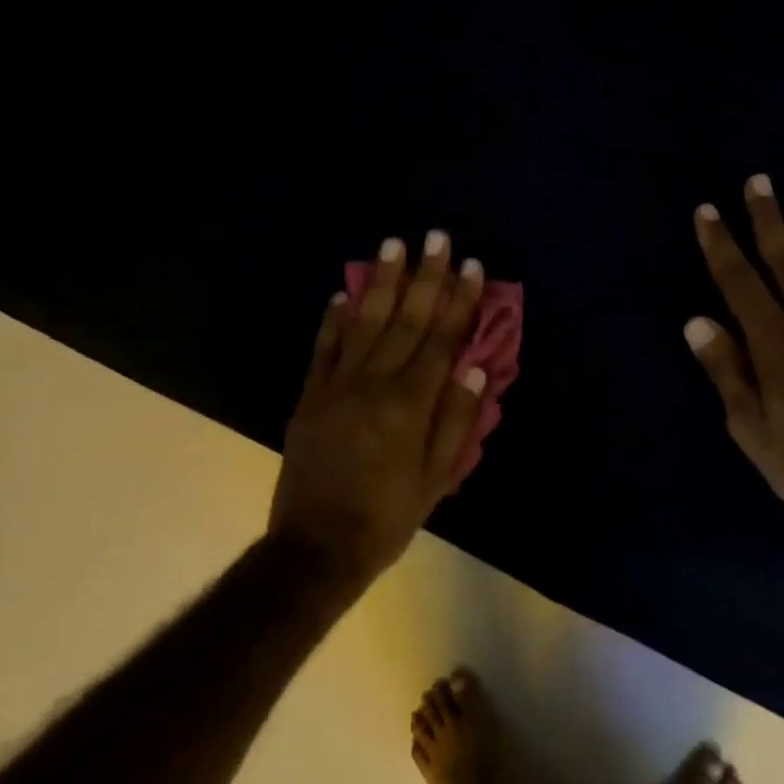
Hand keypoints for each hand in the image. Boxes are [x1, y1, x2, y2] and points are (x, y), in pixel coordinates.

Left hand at [269, 232, 489, 590]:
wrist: (317, 546)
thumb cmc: (387, 518)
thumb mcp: (435, 479)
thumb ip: (456, 421)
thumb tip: (474, 367)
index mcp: (410, 405)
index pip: (441, 341)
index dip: (458, 302)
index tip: (470, 266)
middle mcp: (373, 384)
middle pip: (404, 321)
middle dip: (423, 277)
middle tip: (435, 236)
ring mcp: (335, 386)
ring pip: (363, 324)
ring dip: (380, 283)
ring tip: (392, 246)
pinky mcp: (309, 397)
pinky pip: (323, 348)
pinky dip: (333, 319)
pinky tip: (341, 293)